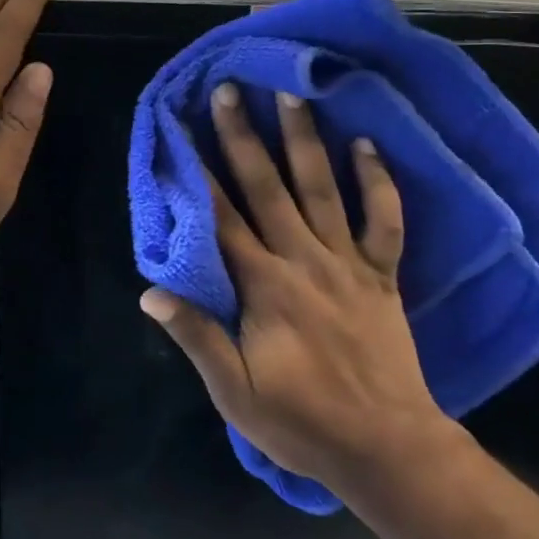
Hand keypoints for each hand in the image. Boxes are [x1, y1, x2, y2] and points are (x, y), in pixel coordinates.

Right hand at [141, 85, 450, 487]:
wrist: (388, 448)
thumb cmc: (302, 421)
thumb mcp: (235, 392)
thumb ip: (196, 336)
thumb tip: (150, 291)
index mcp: (263, 286)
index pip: (222, 218)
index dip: (200, 172)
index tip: (184, 130)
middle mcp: (303, 260)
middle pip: (267, 188)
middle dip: (244, 136)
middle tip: (231, 90)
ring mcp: (347, 263)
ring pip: (322, 189)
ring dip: (305, 140)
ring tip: (293, 95)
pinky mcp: (382, 274)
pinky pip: (384, 221)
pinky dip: (379, 182)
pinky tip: (367, 144)